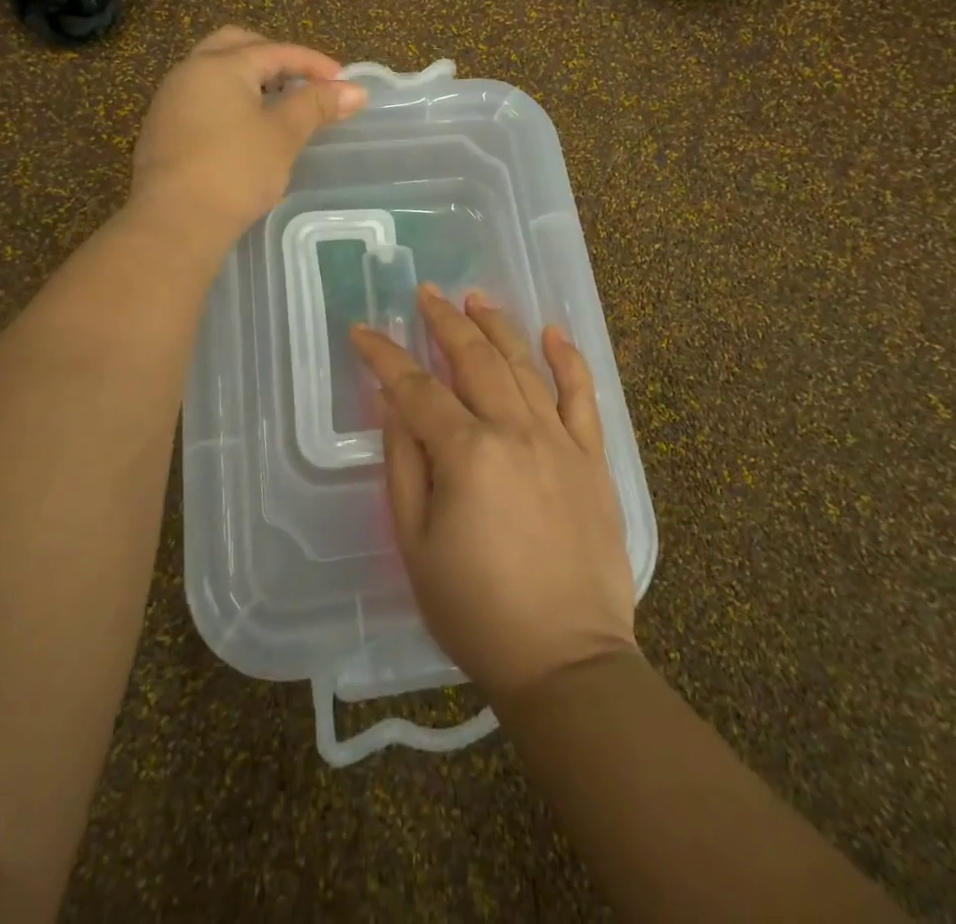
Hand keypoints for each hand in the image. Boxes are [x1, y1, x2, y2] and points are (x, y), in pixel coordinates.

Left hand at [129, 26, 365, 247]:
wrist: (175, 221)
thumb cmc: (236, 171)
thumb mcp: (284, 135)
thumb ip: (317, 105)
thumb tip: (355, 91)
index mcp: (220, 65)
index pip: (276, 51)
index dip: (314, 63)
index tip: (344, 83)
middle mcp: (190, 72)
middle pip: (237, 46)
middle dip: (274, 59)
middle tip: (303, 82)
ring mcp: (170, 101)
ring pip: (215, 73)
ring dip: (250, 80)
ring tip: (280, 106)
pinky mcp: (162, 130)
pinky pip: (202, 99)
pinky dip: (230, 102)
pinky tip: (248, 131)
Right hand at [350, 287, 637, 705]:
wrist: (565, 660)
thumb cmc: (475, 610)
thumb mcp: (415, 543)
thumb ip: (403, 464)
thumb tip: (392, 404)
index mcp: (467, 453)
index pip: (417, 388)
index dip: (385, 356)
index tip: (363, 331)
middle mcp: (516, 432)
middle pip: (474, 360)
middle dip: (445, 322)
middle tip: (427, 294)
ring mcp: (560, 442)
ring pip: (524, 366)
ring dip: (497, 327)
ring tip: (476, 299)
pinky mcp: (593, 460)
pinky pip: (583, 397)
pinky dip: (568, 360)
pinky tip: (553, 332)